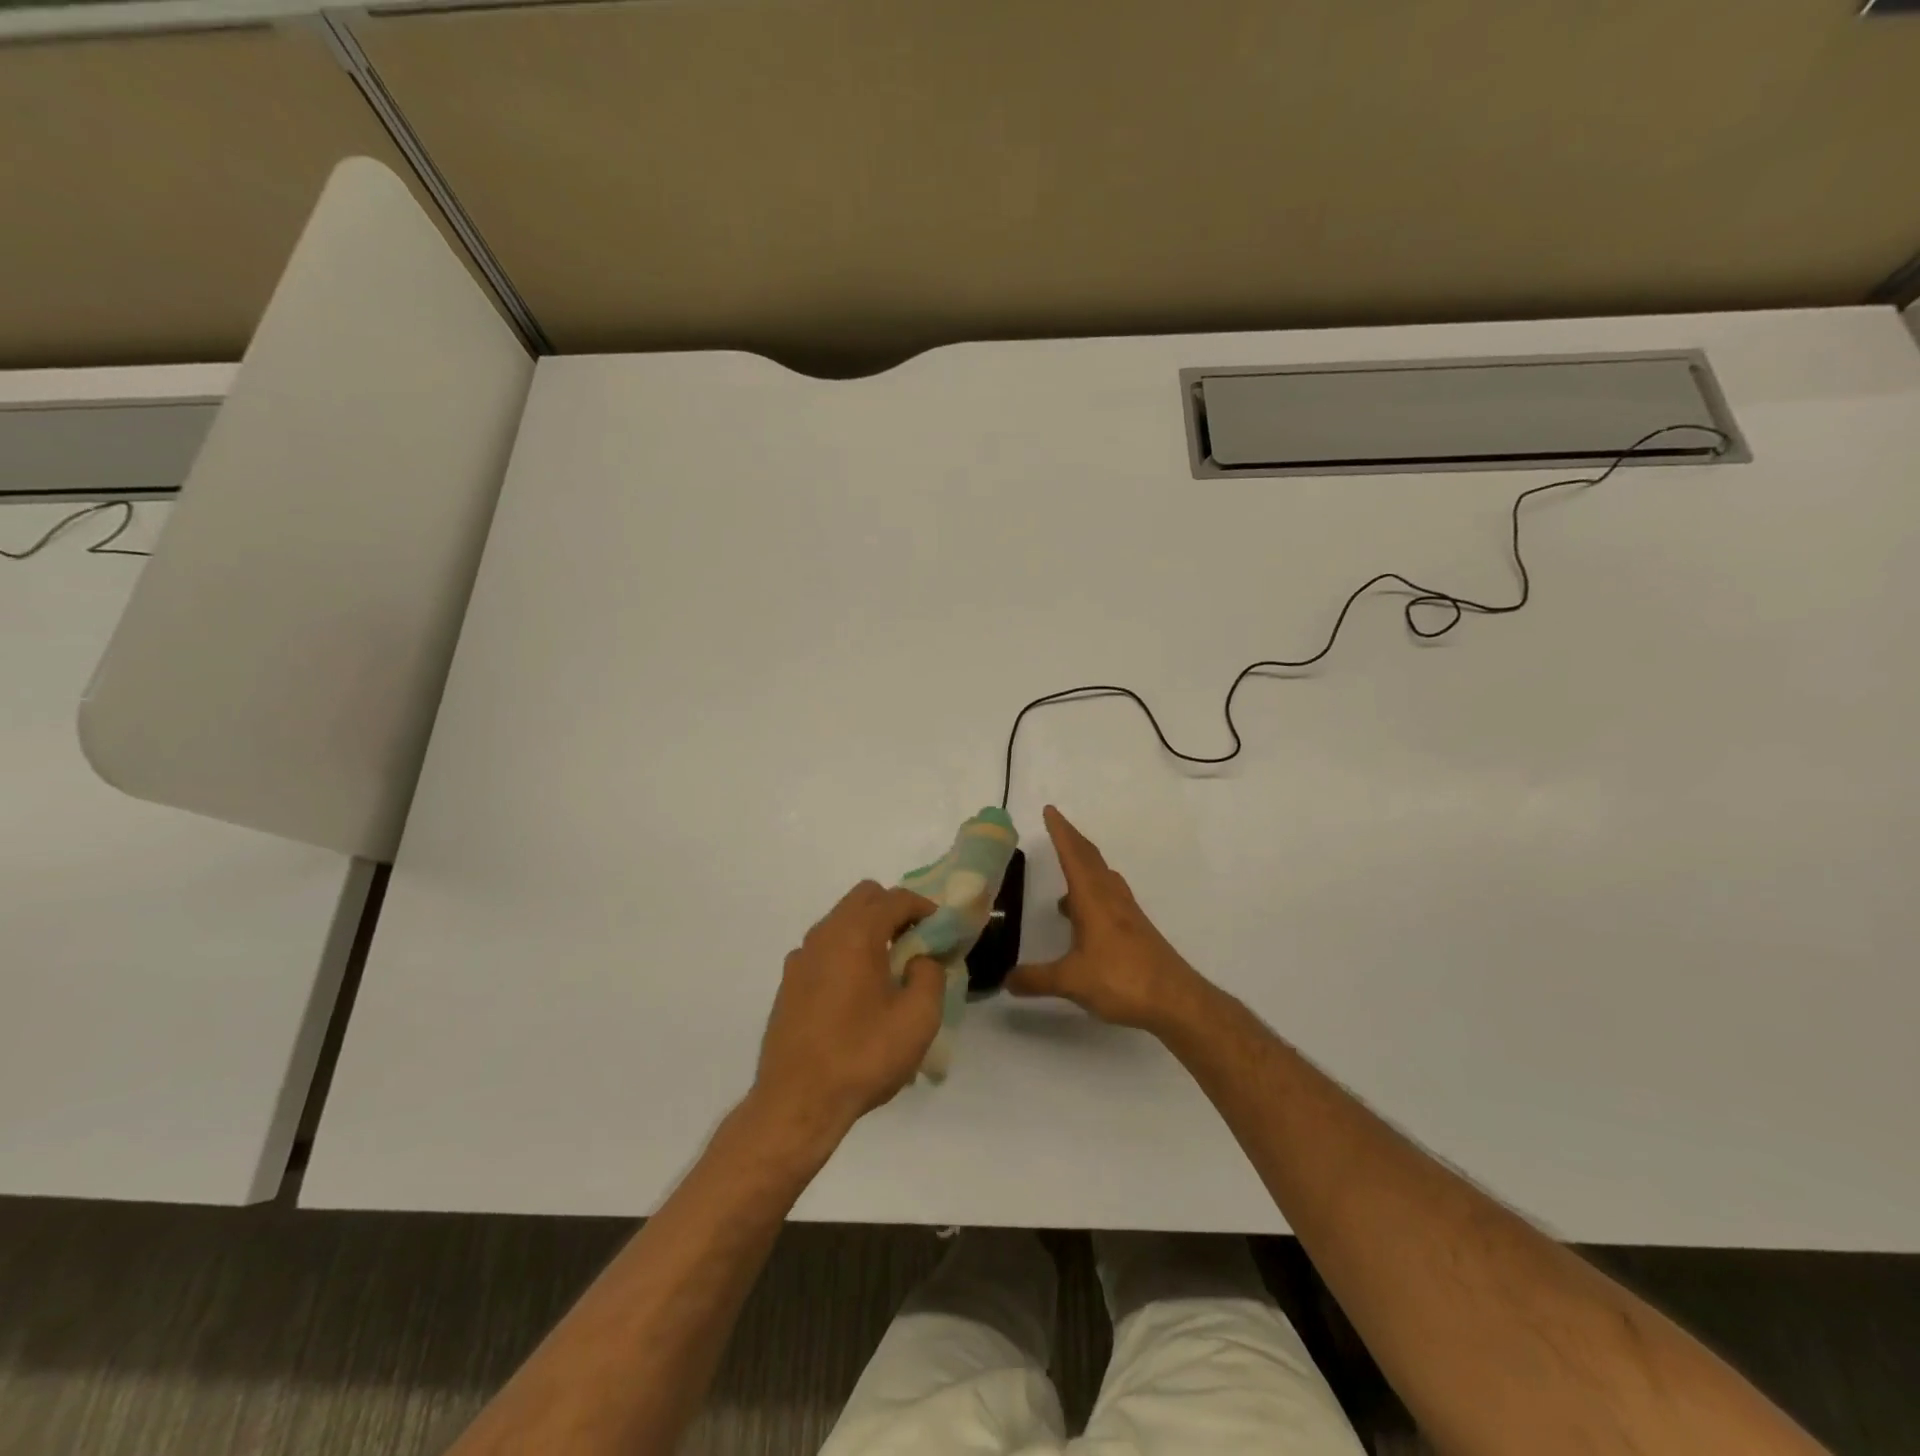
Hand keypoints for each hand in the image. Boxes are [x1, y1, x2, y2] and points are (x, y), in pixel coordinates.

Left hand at [754, 881, 944, 1145]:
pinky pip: (824, 949)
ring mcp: (801, 958)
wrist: (797, 1102)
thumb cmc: (863, 1056)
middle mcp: (824, 935)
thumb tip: (920, 959)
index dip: (924, 907)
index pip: (896, 898)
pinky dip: (846, 953)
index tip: (942, 930)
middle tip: (915, 943)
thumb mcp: (918, 1019)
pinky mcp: (788, 983)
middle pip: (864, 898)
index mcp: (856, 934)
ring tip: (889, 970)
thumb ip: (930, 975)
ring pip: (840, 921)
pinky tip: (856, 994)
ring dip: (868, 930)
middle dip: (893, 910)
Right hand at [1006, 805, 1208, 1034]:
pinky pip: (1109, 896)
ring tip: (1066, 872)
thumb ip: (1036, 979)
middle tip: (1056, 826)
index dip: (1060, 832)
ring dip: (1085, 865)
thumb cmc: (1122, 980)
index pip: (1073, 856)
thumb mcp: (1071, 981)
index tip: (1050, 810)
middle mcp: (1110, 898)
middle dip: (1072, 840)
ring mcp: (1127, 913)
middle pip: (1090, 859)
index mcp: (1093, 899)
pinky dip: (1093, 891)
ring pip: (1102, 876)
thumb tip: (1006, 980)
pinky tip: (1083, 916)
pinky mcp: (1135, 929)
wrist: (1175, 1000)